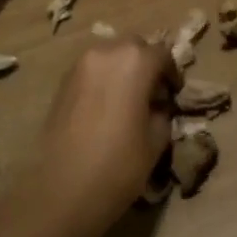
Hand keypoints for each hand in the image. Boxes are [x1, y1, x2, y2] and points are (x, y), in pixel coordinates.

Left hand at [31, 35, 180, 236]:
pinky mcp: (62, 83)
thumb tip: (158, 106)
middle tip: (154, 93)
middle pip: (134, 47)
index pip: (162, 54)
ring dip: (123, 70)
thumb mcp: (156, 141)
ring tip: (129, 100)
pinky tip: (107, 108)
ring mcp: (79, 66)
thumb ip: (162, 113)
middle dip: (146, 64)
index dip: (172, 73)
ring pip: (109, 56)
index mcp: (135, 61)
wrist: (62, 190)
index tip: (175, 94)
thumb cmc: (118, 165)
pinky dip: (104, 80)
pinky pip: (91, 71)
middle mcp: (105, 52)